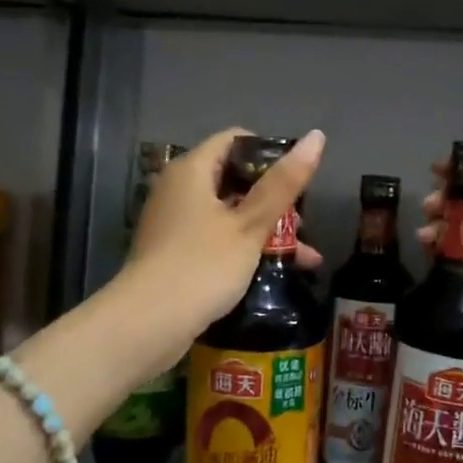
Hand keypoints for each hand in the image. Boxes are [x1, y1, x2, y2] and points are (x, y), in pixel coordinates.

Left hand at [127, 127, 326, 331]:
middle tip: (303, 224)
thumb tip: (316, 136)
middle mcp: (178, 189)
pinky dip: (244, 250)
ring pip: (228, 214)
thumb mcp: (250, 225)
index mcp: (192, 170)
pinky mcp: (174, 254)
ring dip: (265, 231)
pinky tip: (273, 274)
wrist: (146, 325)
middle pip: (234, 179)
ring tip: (302, 256)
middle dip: (273, 201)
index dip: (270, 152)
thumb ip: (283, 184)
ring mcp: (174, 224)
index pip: (235, 139)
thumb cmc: (202, 265)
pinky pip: (216, 240)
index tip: (297, 179)